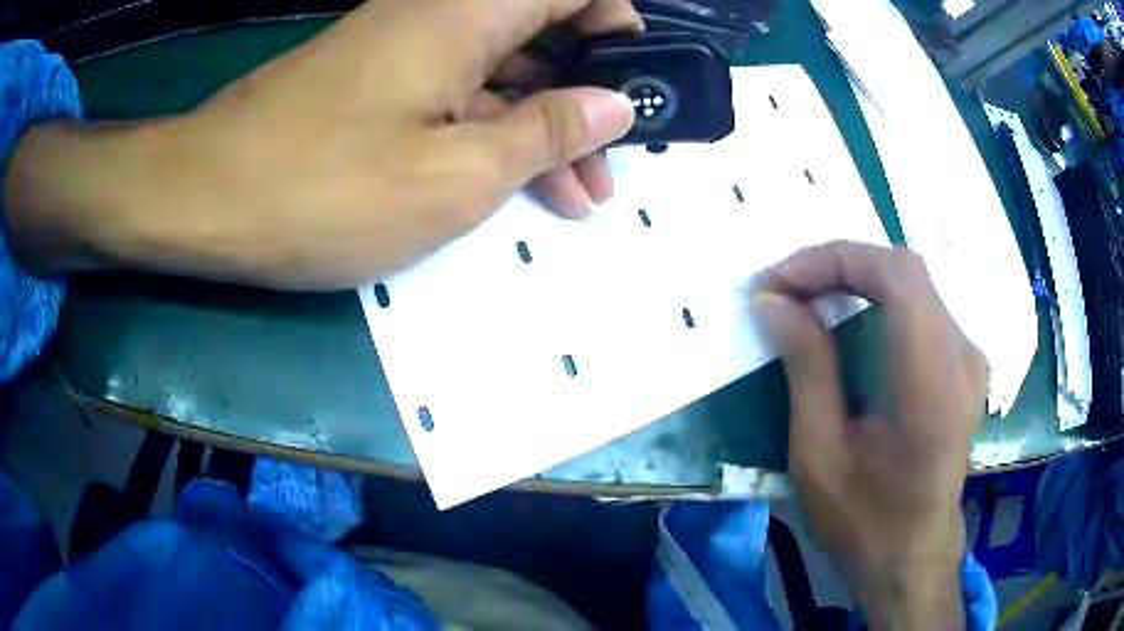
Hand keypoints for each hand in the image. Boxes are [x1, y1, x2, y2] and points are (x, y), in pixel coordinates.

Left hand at [5, 0, 638, 289]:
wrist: (204, 200)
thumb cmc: (322, 189)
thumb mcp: (455, 175)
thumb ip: (546, 133)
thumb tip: (615, 105)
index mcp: (467, 14)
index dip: (619, 23)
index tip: (639, 80)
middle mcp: (439, 15)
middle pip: (543, 31)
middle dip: (588, 93)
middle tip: (611, 164)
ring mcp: (403, 49)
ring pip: (500, 70)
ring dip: (543, 126)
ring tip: (576, 194)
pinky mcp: (376, 84)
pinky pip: (455, 93)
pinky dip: (490, 132)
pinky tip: (509, 183)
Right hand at [754, 241, 987, 629]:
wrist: (913, 556)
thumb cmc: (864, 522)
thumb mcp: (820, 456)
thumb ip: (806, 368)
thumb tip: (774, 302)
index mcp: (932, 386)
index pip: (898, 276)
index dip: (835, 260)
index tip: (779, 284)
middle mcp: (963, 357)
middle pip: (905, 270)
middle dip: (837, 266)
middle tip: (784, 291)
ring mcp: (970, 357)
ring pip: (912, 283)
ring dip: (855, 278)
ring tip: (806, 300)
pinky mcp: (964, 363)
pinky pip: (920, 305)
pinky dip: (876, 297)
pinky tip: (847, 318)